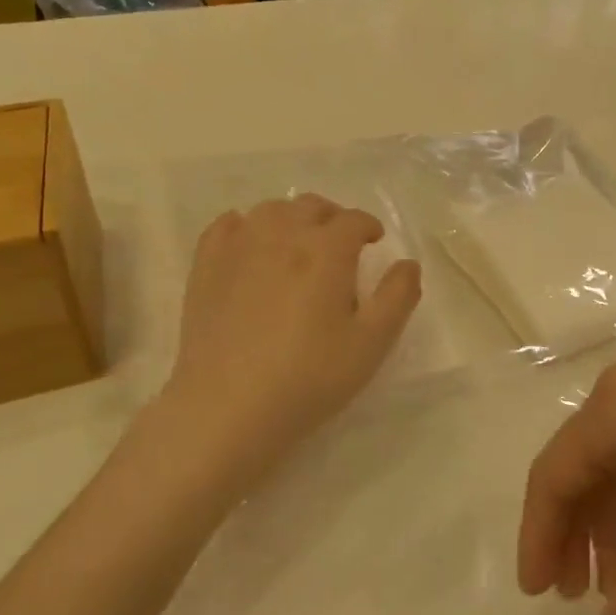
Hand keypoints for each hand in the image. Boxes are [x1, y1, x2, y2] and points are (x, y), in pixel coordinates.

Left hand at [159, 195, 420, 487]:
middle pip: (313, 207)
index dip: (369, 227)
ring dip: (293, 218)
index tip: (374, 242)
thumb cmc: (308, 378)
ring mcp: (240, 247)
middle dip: (333, 218)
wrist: (227, 408)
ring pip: (272, 210)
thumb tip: (408, 263)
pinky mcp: (206, 266)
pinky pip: (228, 224)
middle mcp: (283, 234)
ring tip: (299, 243)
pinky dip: (246, 226)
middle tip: (341, 245)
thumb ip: (398, 297)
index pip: (354, 220)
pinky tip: (251, 246)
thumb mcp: (371, 344)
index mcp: (327, 250)